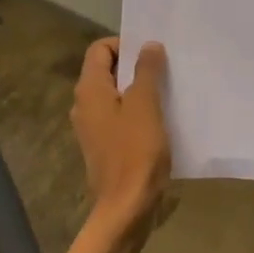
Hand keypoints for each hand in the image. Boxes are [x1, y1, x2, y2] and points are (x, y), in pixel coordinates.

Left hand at [71, 37, 171, 235]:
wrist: (126, 208)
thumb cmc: (135, 152)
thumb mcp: (145, 105)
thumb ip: (146, 71)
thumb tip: (148, 45)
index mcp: (90, 90)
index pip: (100, 49)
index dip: (125, 44)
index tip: (153, 53)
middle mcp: (85, 105)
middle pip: (108, 70)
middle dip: (136, 66)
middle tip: (166, 69)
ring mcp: (94, 128)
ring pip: (116, 95)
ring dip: (140, 90)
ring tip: (168, 92)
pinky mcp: (105, 146)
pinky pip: (121, 117)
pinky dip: (138, 112)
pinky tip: (162, 119)